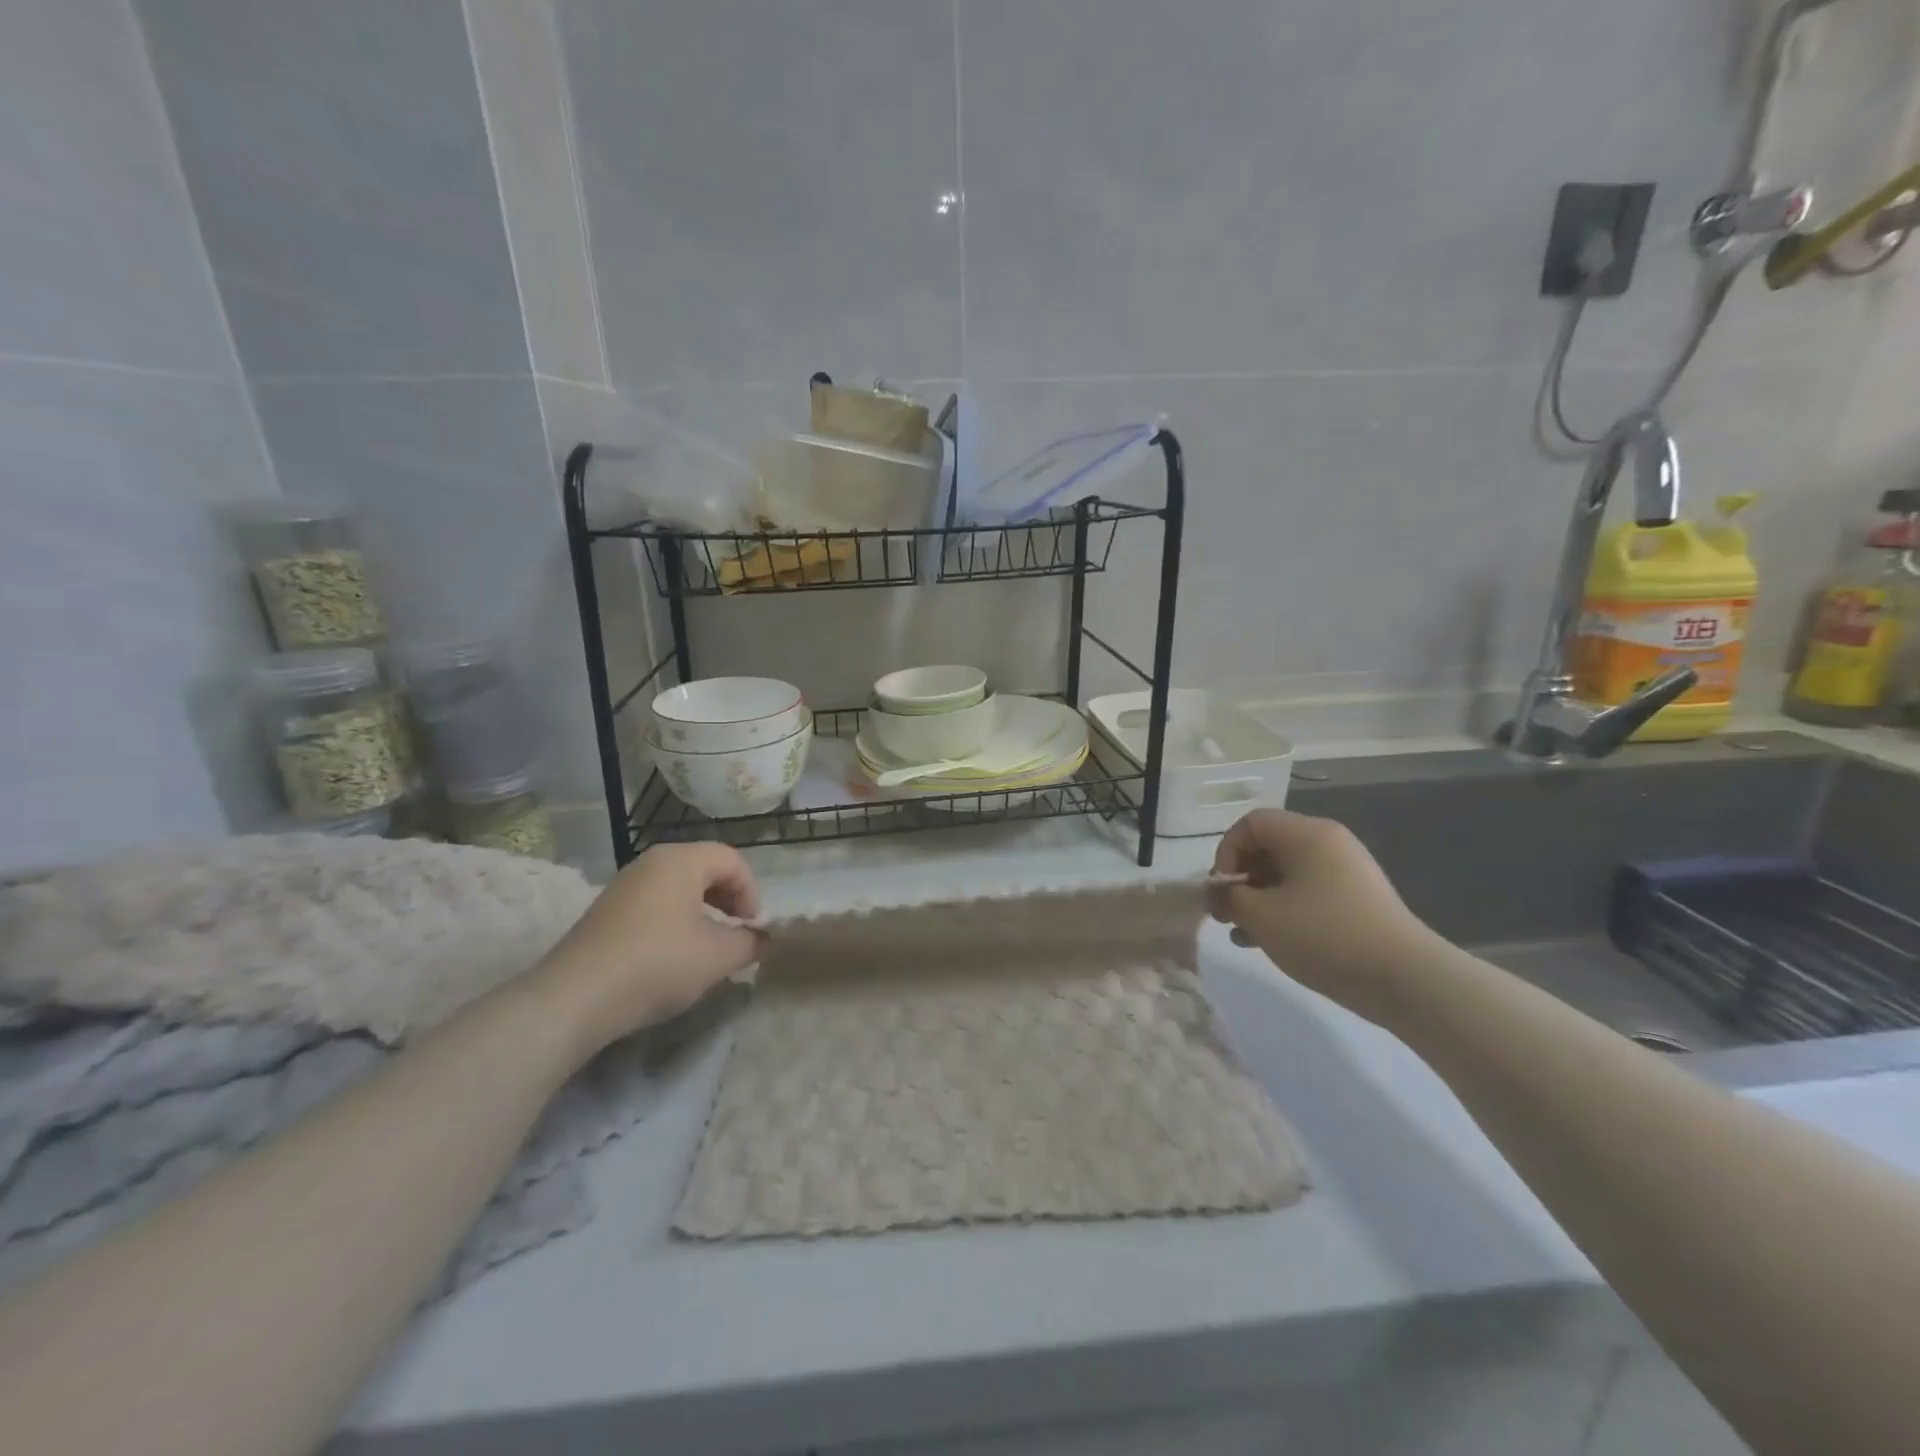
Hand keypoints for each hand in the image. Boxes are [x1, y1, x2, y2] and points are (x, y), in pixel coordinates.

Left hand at [537, 843, 764, 1053]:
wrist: (574, 999)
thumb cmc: (658, 964)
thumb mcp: (719, 956)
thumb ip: (750, 942)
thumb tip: (760, 938)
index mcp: (680, 860)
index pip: (732, 860)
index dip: (752, 892)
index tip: (752, 928)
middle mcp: (650, 863)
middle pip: (705, 868)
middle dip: (729, 899)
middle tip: (736, 933)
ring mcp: (624, 886)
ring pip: (679, 887)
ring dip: (702, 912)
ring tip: (707, 947)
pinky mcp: (606, 912)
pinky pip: (655, 904)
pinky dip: (675, 921)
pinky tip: (672, 956)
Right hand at [1209, 809, 1441, 1024]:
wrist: (1405, 979)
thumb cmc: (1324, 935)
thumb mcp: (1261, 916)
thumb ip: (1229, 896)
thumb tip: (1218, 891)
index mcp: (1307, 834)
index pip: (1251, 823)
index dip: (1226, 851)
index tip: (1222, 889)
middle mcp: (1329, 842)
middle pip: (1269, 846)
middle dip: (1241, 878)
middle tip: (1227, 913)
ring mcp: (1347, 871)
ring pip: (1287, 873)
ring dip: (1259, 898)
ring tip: (1244, 933)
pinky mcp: (1357, 899)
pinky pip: (1308, 892)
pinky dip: (1284, 909)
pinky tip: (1270, 941)